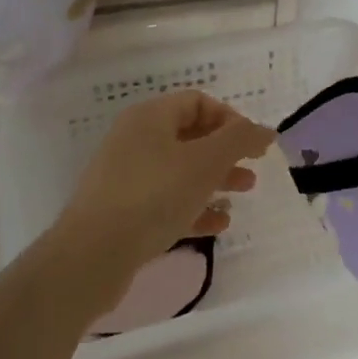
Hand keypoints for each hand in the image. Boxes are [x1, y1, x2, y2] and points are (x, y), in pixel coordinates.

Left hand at [55, 90, 272, 289]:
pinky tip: (217, 225)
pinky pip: (166, 200)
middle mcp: (135, 139)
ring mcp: (126, 177)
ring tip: (241, 196)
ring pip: (180, 170)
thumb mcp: (205, 162)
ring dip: (214, 180)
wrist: (92, 256)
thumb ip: (239, 140)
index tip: (253, 145)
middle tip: (252, 172)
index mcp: (150, 117)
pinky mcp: (123, 211)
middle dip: (226, 153)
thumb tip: (266, 130)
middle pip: (190, 136)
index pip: (198, 102)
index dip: (230, 119)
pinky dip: (193, 207)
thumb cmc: (153, 196)